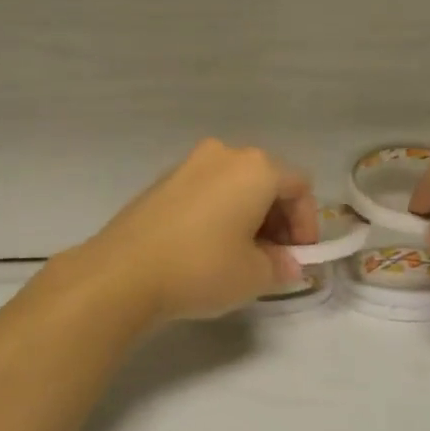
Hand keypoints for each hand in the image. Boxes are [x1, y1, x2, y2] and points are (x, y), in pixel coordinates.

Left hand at [71, 140, 318, 324]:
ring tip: (243, 256)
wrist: (122, 273)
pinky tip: (210, 248)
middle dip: (278, 219)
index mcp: (256, 168)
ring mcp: (188, 164)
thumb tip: (287, 264)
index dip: (307, 224)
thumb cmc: (202, 268)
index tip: (300, 258)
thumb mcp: (255, 276)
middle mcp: (224, 154)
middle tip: (275, 258)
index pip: (299, 187)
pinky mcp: (162, 181)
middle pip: (267, 181)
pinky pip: (207, 192)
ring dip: (249, 216)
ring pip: (235, 186)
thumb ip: (281, 265)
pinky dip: (220, 213)